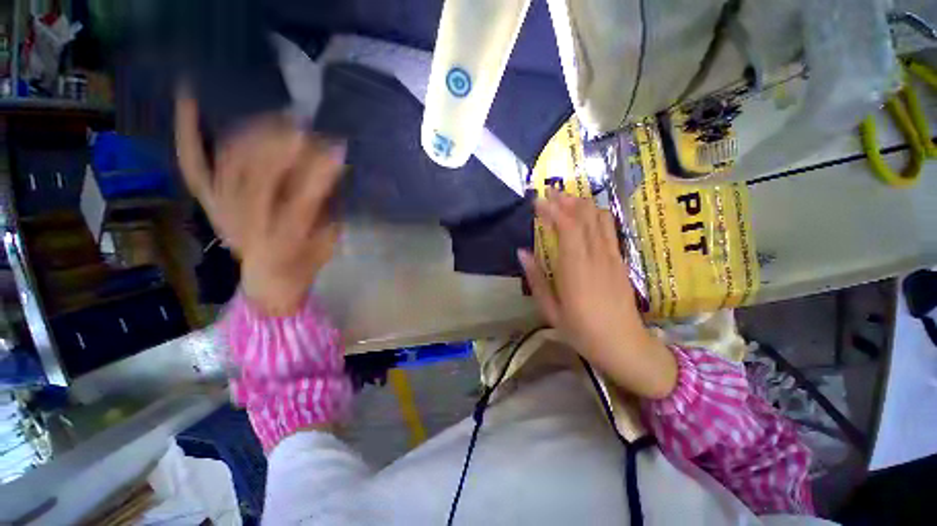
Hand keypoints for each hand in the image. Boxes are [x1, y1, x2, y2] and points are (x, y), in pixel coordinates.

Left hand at [175, 89, 344, 314]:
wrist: (270, 280)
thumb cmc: (305, 262)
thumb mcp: (327, 241)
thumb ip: (329, 207)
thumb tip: (335, 167)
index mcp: (282, 241)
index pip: (302, 201)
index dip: (319, 174)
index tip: (337, 149)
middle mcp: (244, 223)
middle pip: (258, 175)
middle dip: (285, 147)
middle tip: (308, 128)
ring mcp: (220, 209)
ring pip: (230, 162)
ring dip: (255, 134)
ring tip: (281, 117)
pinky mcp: (208, 201)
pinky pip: (193, 164)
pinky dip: (188, 132)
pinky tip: (190, 99)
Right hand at [518, 191, 676, 398]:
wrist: (623, 344)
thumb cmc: (581, 331)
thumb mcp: (550, 309)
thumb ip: (536, 278)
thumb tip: (522, 253)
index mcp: (575, 269)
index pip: (566, 227)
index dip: (552, 210)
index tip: (537, 201)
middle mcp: (596, 256)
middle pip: (584, 217)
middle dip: (565, 200)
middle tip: (549, 192)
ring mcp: (611, 256)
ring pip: (599, 219)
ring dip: (582, 204)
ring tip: (565, 199)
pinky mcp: (620, 260)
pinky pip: (609, 229)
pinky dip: (595, 215)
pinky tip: (585, 215)